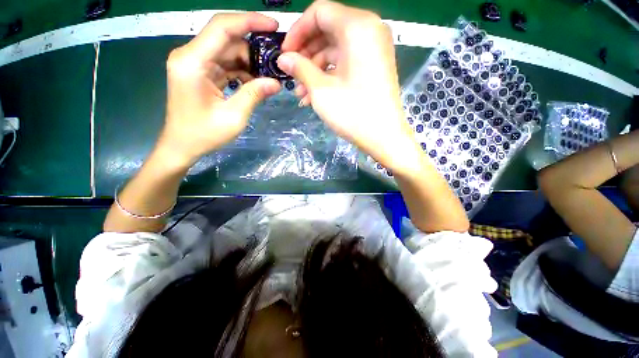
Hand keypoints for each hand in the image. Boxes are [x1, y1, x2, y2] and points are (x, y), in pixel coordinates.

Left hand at [158, 13, 281, 166]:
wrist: (182, 146)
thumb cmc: (203, 135)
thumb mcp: (233, 116)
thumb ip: (254, 95)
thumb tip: (276, 83)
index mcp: (193, 62)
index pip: (222, 28)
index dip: (249, 21)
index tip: (274, 26)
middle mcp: (191, 56)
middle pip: (227, 38)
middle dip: (254, 47)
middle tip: (277, 61)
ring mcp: (195, 64)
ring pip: (228, 51)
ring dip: (250, 62)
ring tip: (269, 76)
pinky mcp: (201, 72)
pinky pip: (225, 64)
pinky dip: (242, 71)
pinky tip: (255, 82)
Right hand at [277, 1, 421, 174]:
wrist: (383, 137)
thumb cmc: (352, 112)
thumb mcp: (321, 89)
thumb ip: (299, 68)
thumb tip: (283, 59)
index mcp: (357, 26)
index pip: (319, 13)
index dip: (297, 31)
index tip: (285, 53)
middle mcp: (369, 31)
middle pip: (327, 31)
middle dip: (306, 54)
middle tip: (292, 75)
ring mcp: (373, 50)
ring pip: (335, 51)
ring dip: (315, 70)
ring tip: (301, 93)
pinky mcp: (373, 67)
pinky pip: (346, 63)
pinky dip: (330, 76)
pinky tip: (315, 95)